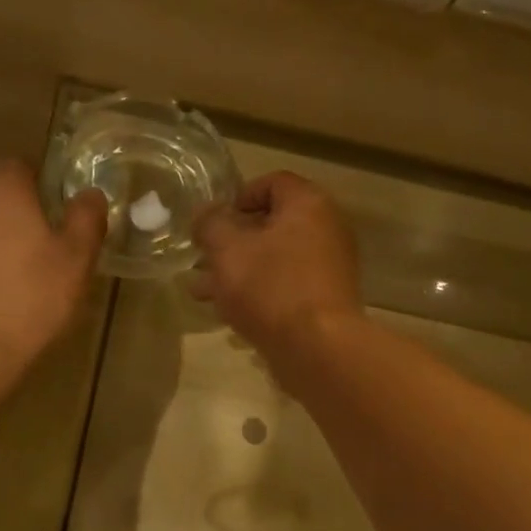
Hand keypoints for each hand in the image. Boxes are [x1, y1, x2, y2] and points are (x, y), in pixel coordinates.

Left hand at [0, 160, 106, 394]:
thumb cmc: (29, 300)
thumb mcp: (76, 261)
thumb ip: (86, 219)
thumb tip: (90, 194)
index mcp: (1, 187)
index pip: (23, 165)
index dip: (45, 188)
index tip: (62, 219)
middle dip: (21, 216)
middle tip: (47, 253)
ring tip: (20, 281)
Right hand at [190, 172, 361, 363]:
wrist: (317, 348)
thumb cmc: (270, 287)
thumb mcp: (227, 250)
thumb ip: (211, 224)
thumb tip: (205, 213)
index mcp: (308, 205)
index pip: (273, 183)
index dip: (238, 197)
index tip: (214, 222)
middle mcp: (326, 230)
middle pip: (272, 226)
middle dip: (231, 243)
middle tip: (202, 260)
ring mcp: (329, 269)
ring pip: (274, 261)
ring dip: (238, 273)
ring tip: (202, 293)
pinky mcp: (324, 303)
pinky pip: (286, 289)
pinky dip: (259, 295)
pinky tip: (229, 315)